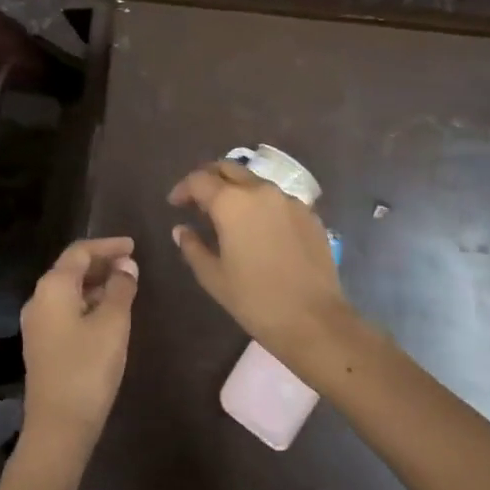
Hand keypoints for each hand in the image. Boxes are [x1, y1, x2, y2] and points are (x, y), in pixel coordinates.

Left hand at [19, 237, 138, 468]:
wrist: (58, 428)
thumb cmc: (87, 369)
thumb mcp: (113, 324)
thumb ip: (121, 289)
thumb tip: (126, 266)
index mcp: (53, 286)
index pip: (80, 251)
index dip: (108, 245)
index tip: (133, 245)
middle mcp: (38, 298)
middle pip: (71, 269)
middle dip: (102, 263)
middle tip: (132, 265)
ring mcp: (37, 323)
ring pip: (69, 291)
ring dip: (96, 284)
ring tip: (125, 287)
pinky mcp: (42, 345)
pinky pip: (66, 310)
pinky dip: (87, 303)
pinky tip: (107, 314)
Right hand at [169, 160, 348, 359]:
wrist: (315, 321)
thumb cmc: (255, 300)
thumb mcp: (214, 277)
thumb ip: (192, 247)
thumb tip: (181, 229)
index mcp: (231, 202)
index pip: (199, 180)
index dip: (183, 188)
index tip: (175, 204)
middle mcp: (260, 190)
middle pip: (228, 168)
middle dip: (209, 179)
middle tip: (199, 201)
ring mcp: (289, 200)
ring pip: (255, 181)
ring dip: (237, 190)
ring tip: (229, 216)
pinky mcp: (310, 215)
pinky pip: (278, 199)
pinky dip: (261, 205)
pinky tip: (259, 230)